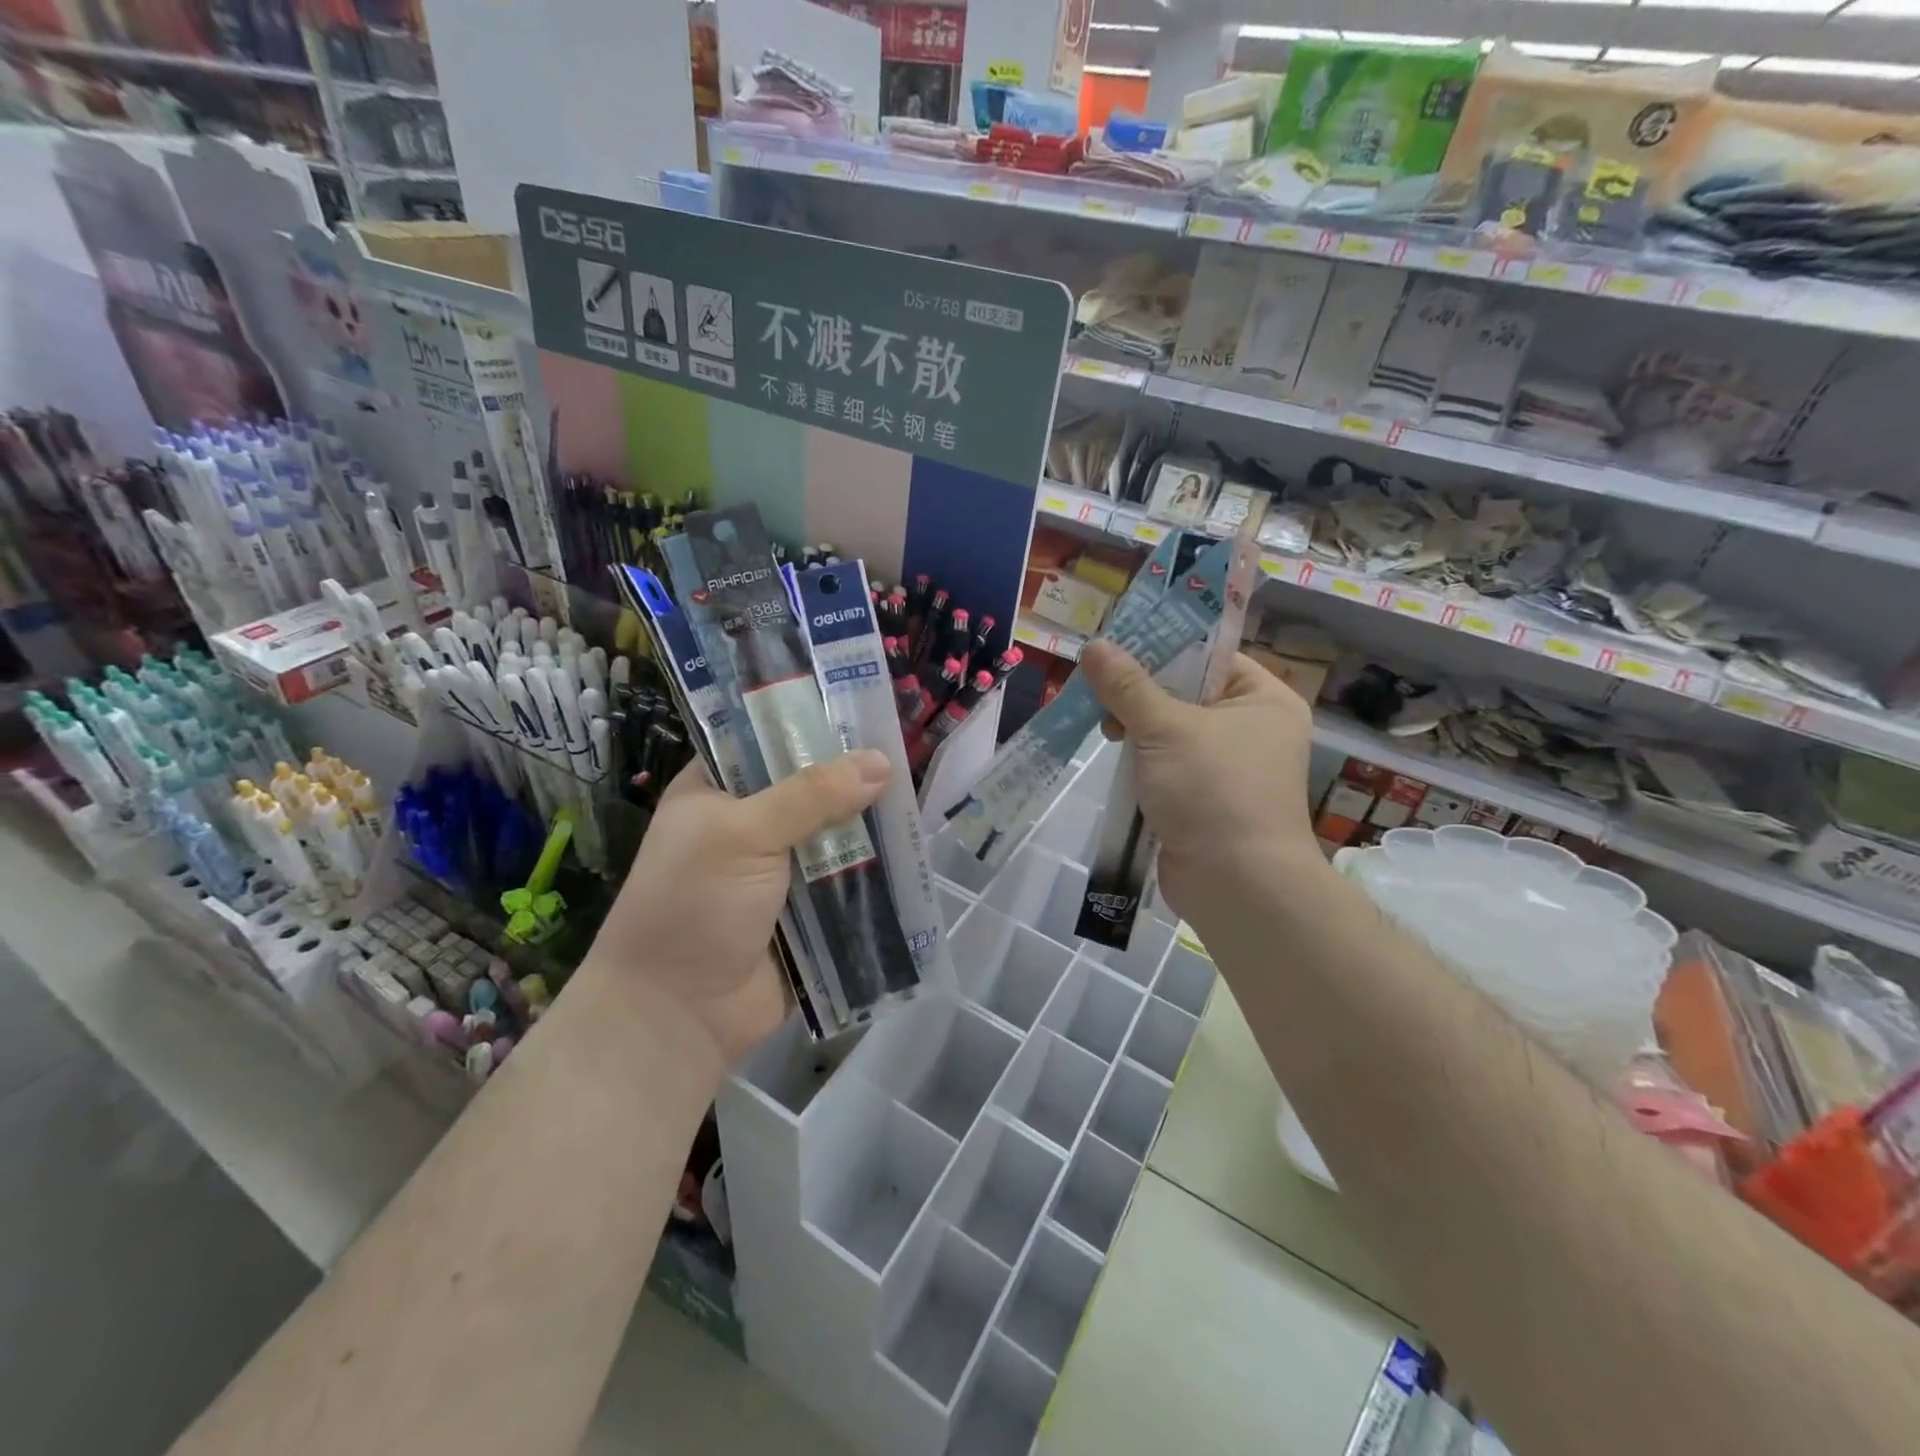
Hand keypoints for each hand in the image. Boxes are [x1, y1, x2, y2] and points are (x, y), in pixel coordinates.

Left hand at [581, 750, 891, 1073]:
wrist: (678, 1015)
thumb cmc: (693, 905)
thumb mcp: (742, 834)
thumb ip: (810, 795)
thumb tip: (881, 762)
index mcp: (716, 792)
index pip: (767, 742)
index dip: (812, 726)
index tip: (864, 711)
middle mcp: (749, 824)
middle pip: (811, 788)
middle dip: (853, 778)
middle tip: (905, 752)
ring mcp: (780, 870)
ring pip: (834, 835)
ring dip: (869, 825)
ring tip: (920, 797)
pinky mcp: (808, 911)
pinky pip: (847, 880)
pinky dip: (874, 870)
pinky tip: (913, 849)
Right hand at [1079, 641, 1319, 925]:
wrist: (1237, 886)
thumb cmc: (1213, 791)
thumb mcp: (1165, 728)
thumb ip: (1126, 686)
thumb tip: (1093, 646)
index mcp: (1263, 700)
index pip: (1210, 656)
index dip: (1163, 647)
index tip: (1117, 648)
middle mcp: (1253, 730)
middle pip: (1186, 693)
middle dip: (1141, 694)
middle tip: (1103, 695)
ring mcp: (1230, 769)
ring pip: (1172, 732)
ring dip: (1137, 729)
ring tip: (1106, 730)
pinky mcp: (1206, 800)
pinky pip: (1169, 766)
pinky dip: (1143, 762)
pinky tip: (1117, 760)